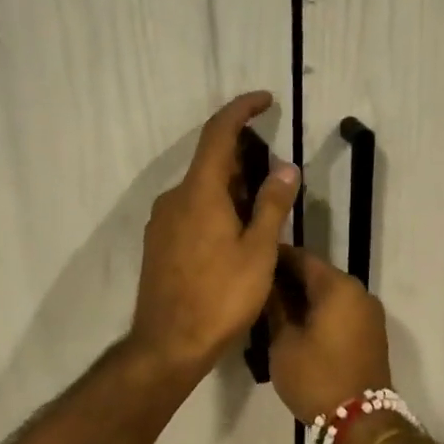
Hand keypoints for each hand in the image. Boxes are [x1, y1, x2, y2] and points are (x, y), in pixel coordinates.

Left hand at [129, 92, 299, 377]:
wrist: (168, 344)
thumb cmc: (221, 297)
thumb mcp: (258, 251)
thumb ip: (272, 205)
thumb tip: (286, 167)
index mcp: (199, 192)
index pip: (218, 133)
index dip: (241, 110)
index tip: (265, 99)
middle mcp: (174, 198)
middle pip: (209, 162)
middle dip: (243, 158)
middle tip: (275, 174)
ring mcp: (161, 222)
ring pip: (199, 189)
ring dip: (230, 187)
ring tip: (261, 208)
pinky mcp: (157, 244)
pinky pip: (189, 210)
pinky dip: (214, 207)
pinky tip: (233, 233)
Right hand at [267, 247, 390, 421]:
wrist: (361, 422)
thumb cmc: (316, 377)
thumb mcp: (284, 342)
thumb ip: (275, 307)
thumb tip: (268, 286)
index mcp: (338, 287)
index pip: (301, 258)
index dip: (275, 258)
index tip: (252, 261)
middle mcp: (358, 292)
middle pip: (317, 274)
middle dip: (288, 279)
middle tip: (257, 288)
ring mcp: (368, 313)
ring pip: (329, 294)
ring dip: (303, 297)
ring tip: (271, 308)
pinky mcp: (370, 333)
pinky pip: (340, 311)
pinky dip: (319, 312)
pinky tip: (295, 324)